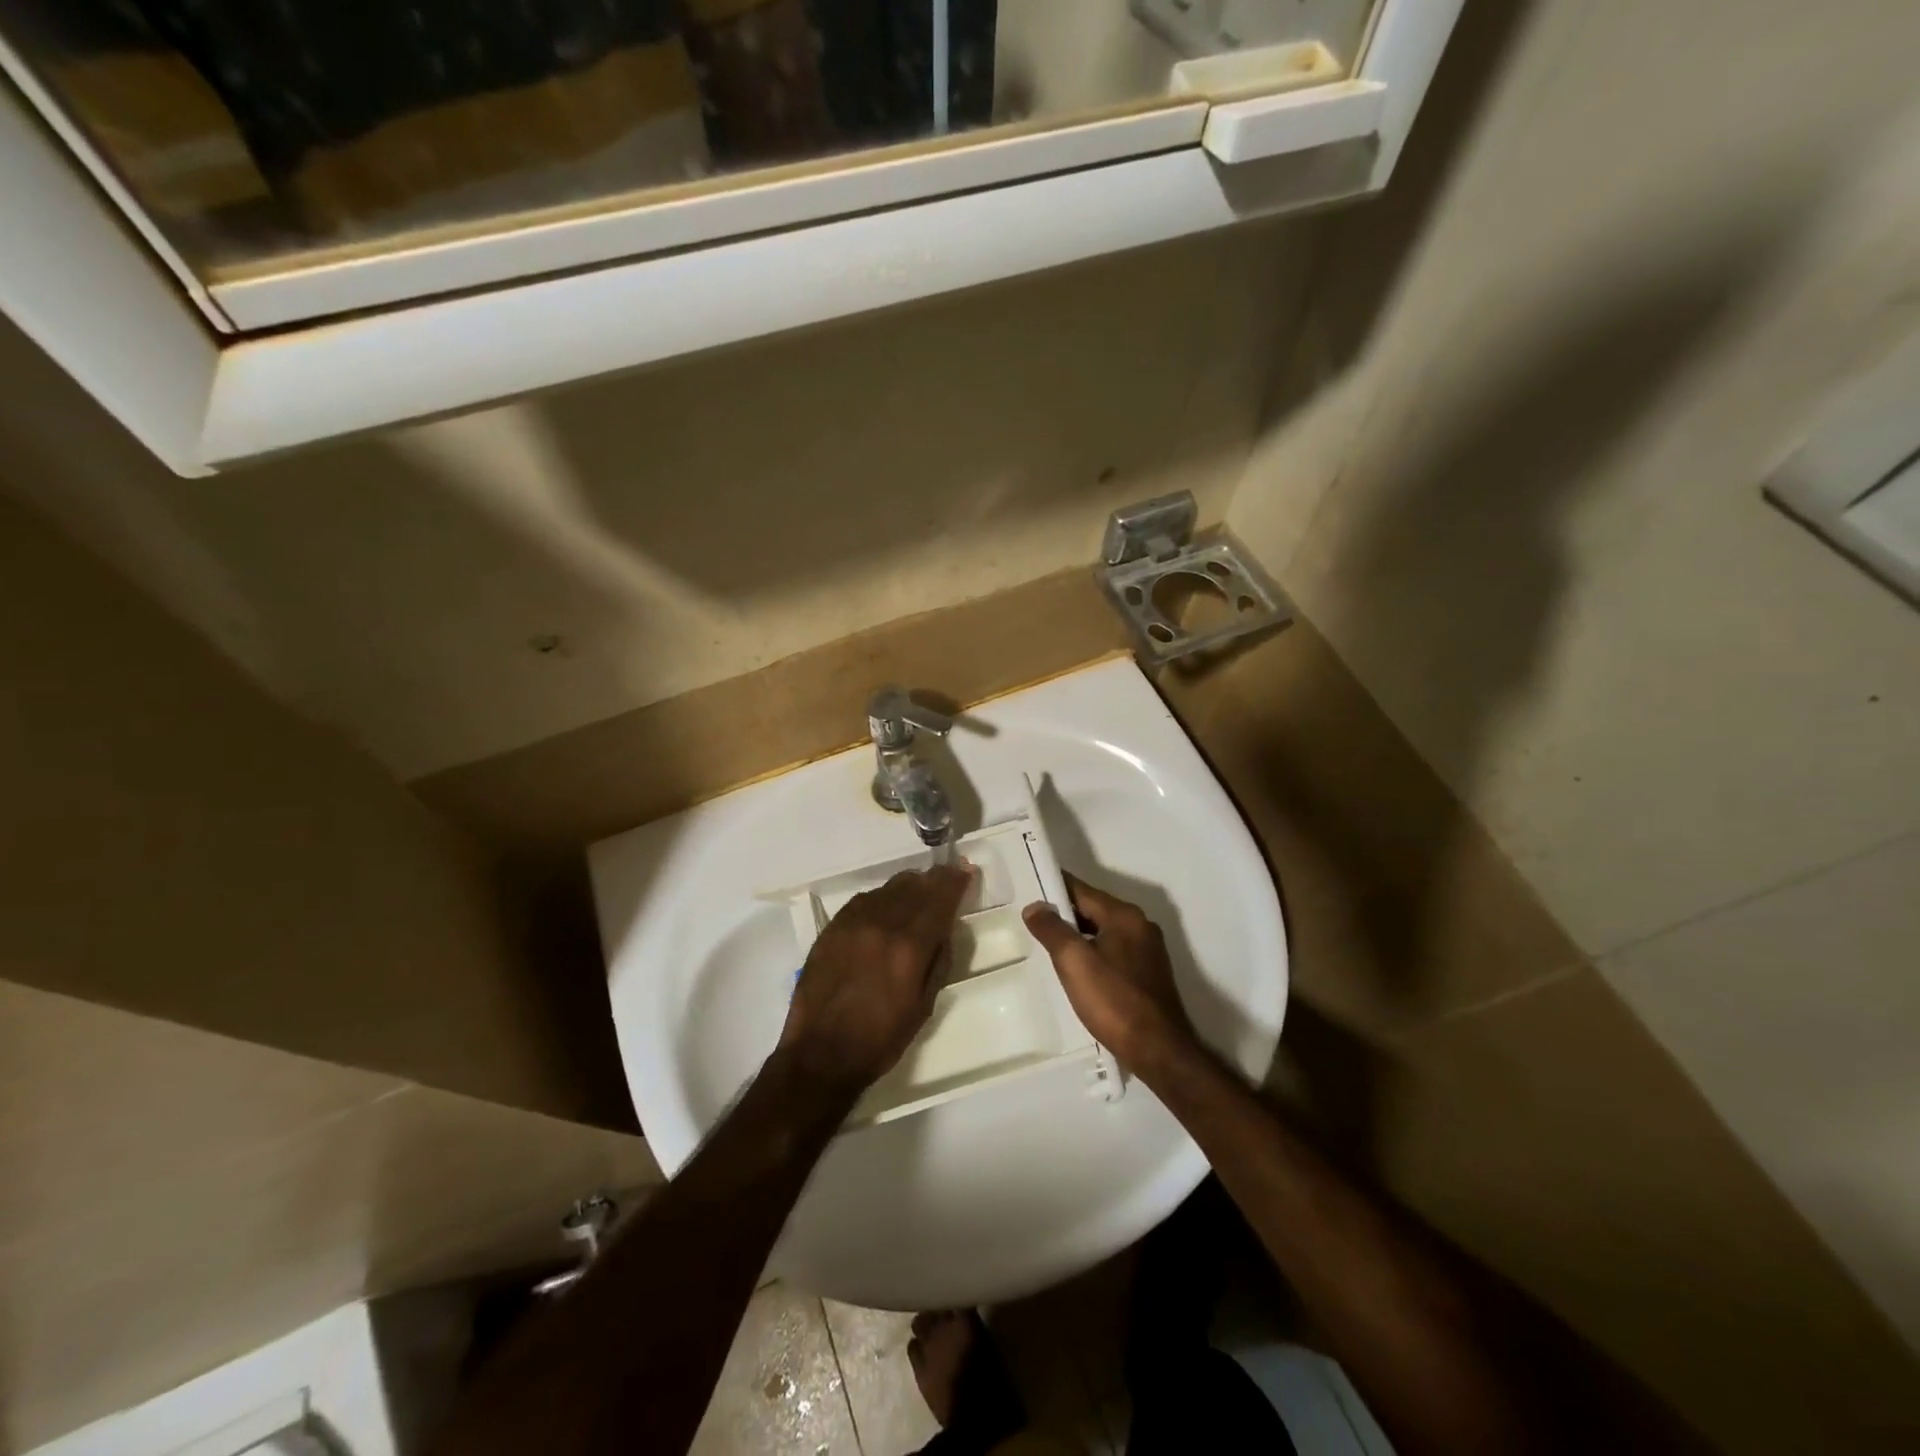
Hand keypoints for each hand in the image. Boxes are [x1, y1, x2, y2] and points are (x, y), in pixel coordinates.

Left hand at [778, 864, 972, 1091]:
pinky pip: (864, 900)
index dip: (955, 881)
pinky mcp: (831, 928)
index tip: (965, 869)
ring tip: (919, 891)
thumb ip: (939, 959)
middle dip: (934, 880)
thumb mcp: (925, 1005)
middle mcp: (881, 924)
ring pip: (888, 888)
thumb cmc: (881, 1038)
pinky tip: (887, 907)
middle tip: (947, 877)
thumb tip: (945, 927)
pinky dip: (882, 898)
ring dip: (909, 886)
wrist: (821, 1054)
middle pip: (914, 886)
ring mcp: (852, 922)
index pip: (939, 899)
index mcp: (909, 946)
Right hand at [1022, 872, 1196, 1069]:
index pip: (1082, 890)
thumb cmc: (1114, 1001)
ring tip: (1050, 947)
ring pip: (1104, 931)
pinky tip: (1078, 971)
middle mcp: (1140, 925)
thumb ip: (1052, 930)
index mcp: (1124, 915)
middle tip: (1033, 922)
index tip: (1028, 890)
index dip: (1054, 889)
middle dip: (1064, 914)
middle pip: (1094, 909)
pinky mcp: (1149, 974)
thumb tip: (1035, 906)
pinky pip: (1114, 951)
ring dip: (1078, 936)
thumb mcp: (1074, 962)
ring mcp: (1148, 950)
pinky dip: (1094, 953)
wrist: (1159, 1051)